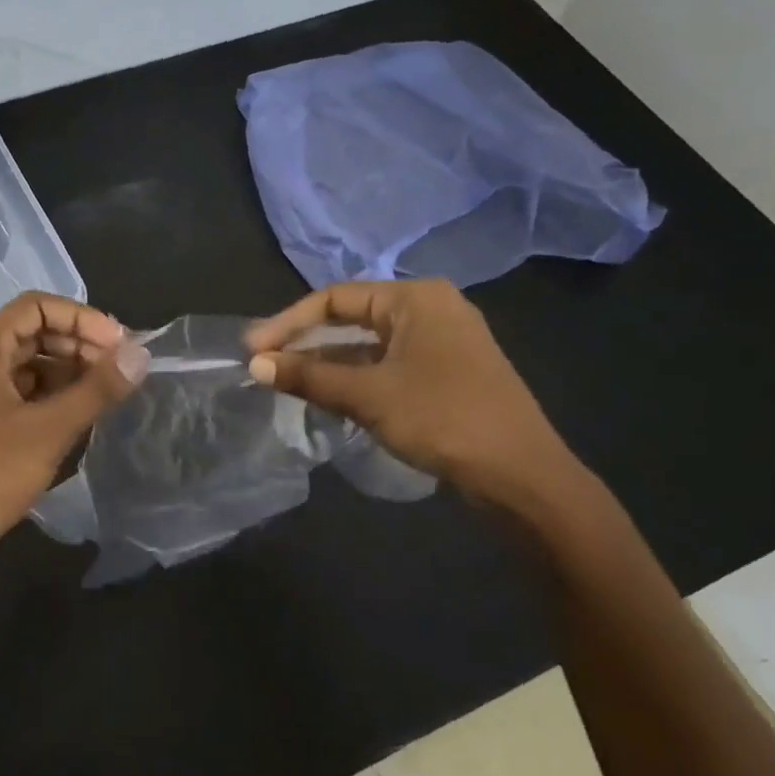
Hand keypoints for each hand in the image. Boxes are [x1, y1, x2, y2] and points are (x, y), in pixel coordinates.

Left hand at [0, 292, 149, 577]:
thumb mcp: (49, 430)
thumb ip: (96, 389)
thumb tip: (140, 355)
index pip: (35, 306)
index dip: (81, 317)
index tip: (118, 344)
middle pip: (33, 333)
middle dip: (79, 343)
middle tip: (119, 369)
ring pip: (29, 365)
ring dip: (69, 371)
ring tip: (106, 393)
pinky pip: (22, 394)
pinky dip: (53, 396)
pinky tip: (80, 415)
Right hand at [246, 279, 583, 508]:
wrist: (522, 476)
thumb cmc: (443, 419)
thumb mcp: (368, 395)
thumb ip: (309, 375)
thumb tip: (254, 364)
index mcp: (415, 299)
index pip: (334, 298)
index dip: (287, 322)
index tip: (251, 349)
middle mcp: (430, 309)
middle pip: (351, 317)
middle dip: (305, 341)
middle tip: (263, 362)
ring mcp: (442, 342)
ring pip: (369, 344)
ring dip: (328, 361)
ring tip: (286, 381)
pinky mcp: (446, 372)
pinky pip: (388, 364)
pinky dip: (355, 376)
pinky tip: (328, 396)